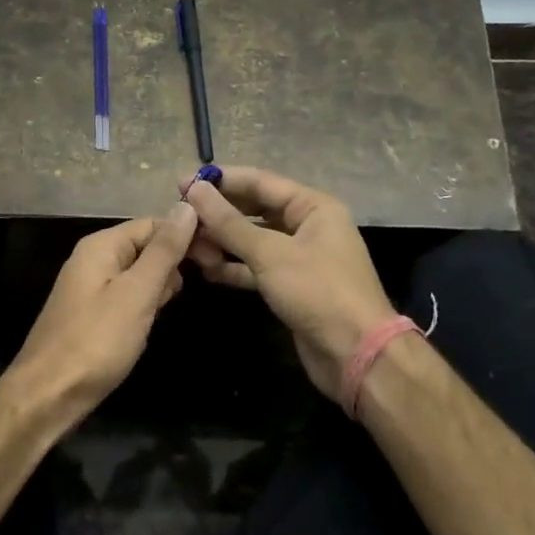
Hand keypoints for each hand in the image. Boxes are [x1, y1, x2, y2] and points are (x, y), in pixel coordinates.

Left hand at [10, 203, 199, 417]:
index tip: (218, 256)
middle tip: (209, 279)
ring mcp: (90, 287)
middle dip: (176, 259)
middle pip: (145, 245)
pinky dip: (146, 302)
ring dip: (163, 282)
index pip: (153, 223)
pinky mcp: (92, 313)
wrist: (48, 395)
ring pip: (139, 272)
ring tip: (176, 303)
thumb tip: (187, 206)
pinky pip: (127, 295)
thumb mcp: (137, 293)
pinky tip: (155, 318)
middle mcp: (93, 259)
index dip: (187, 235)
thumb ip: (164, 251)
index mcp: (101, 246)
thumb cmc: (96, 341)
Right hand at [183, 167, 394, 397]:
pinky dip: (233, 267)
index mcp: (313, 207)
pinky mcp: (290, 287)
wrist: (354, 354)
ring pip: (253, 241)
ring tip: (187, 244)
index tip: (181, 182)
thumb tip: (195, 190)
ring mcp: (299, 258)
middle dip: (219, 212)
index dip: (221, 181)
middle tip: (180, 214)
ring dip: (222, 242)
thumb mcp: (270, 253)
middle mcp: (308, 226)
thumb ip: (229, 223)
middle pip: (255, 210)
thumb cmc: (318, 292)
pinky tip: (205, 269)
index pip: (260, 182)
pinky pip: (256, 267)